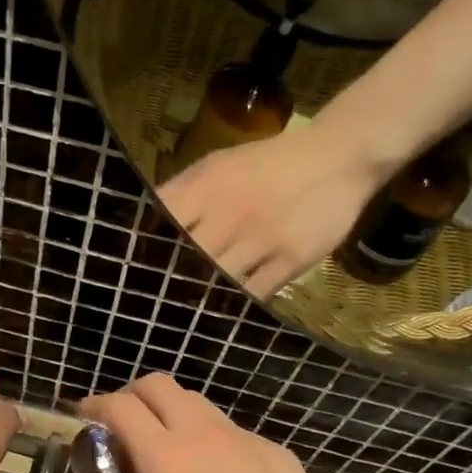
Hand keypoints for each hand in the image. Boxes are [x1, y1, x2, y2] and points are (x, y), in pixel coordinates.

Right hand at [50, 374, 361, 472]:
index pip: (121, 407)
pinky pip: (232, 430)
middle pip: (160, 386)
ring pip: (199, 402)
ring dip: (172, 411)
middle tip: (120, 424)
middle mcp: (203, 435)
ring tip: (165, 447)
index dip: (95, 404)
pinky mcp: (276, 453)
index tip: (82, 414)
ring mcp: (245, 439)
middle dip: (132, 394)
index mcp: (166, 458)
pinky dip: (210, 437)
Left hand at [158, 106, 392, 298]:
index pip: (162, 222)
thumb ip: (182, 192)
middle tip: (156, 303)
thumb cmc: (269, 163)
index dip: (145, 249)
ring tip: (185, 316)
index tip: (133, 270)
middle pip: (187, 260)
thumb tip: (143, 224)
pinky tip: (224, 312)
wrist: (338, 157)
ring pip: (218, 281)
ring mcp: (262, 238)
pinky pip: (255, 293)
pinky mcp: (291, 259)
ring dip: (201, 298)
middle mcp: (230, 212)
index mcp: (207, 185)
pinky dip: (236, 304)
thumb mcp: (219, 165)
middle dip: (170, 282)